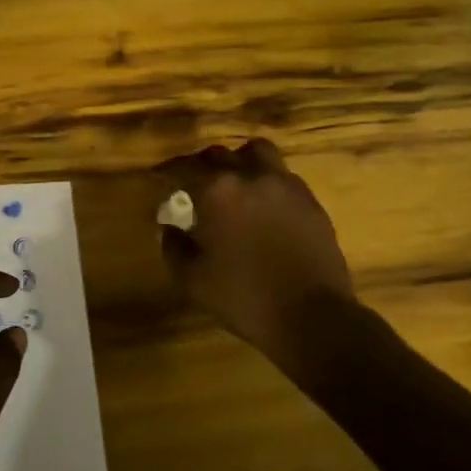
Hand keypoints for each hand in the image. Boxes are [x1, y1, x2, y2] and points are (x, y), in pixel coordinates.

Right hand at [157, 139, 353, 358]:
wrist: (313, 317)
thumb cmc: (244, 297)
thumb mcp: (192, 280)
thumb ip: (174, 247)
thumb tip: (169, 228)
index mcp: (218, 191)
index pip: (184, 167)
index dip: (166, 171)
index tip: (157, 177)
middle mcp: (252, 177)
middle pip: (220, 154)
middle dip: (201, 164)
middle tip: (192, 182)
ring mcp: (286, 186)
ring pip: (258, 153)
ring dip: (239, 161)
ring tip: (233, 182)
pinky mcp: (311, 202)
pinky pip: (282, 176)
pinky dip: (266, 181)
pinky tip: (262, 205)